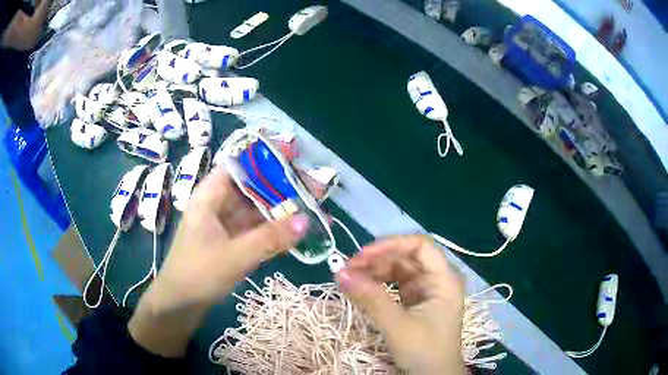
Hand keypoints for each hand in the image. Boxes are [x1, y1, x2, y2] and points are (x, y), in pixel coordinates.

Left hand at [129, 167, 307, 356]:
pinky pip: (259, 229)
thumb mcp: (234, 256)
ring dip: (286, 210)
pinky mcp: (233, 241)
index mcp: (210, 194)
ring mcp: (227, 223)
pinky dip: (278, 230)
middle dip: (285, 186)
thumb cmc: (197, 274)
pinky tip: (301, 233)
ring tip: (317, 210)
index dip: (266, 156)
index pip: (240, 164)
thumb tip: (307, 220)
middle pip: (255, 186)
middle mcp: (219, 203)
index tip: (294, 155)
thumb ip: (270, 238)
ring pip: (259, 208)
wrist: (180, 304)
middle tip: (317, 188)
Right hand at [336, 235, 465, 374]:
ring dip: (374, 271)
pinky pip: (394, 285)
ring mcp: (426, 291)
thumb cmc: (424, 351)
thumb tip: (340, 273)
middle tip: (348, 268)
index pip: (420, 246)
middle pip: (406, 257)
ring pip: (398, 270)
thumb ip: (371, 299)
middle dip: (377, 259)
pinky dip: (377, 285)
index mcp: (444, 279)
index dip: (391, 245)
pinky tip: (361, 288)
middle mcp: (437, 280)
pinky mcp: (415, 302)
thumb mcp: (397, 326)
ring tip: (350, 278)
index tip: (362, 255)